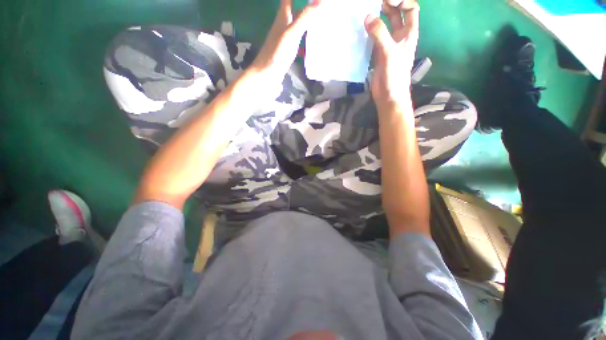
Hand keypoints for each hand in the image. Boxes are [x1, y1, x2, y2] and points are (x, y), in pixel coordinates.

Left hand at [251, 0, 319, 81]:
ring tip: (320, 21)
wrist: (267, 75)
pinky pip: (298, 40)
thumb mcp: (291, 34)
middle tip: (320, 8)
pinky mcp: (286, 51)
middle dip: (305, 6)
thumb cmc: (277, 54)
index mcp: (282, 17)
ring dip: (306, 22)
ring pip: (296, 25)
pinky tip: (312, 43)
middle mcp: (283, 26)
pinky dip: (305, 38)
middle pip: (294, 10)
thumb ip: (304, 18)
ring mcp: (284, 39)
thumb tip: (321, 1)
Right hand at [365, 1, 419, 109]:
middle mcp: (400, 36)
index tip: (387, 0)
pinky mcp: (379, 54)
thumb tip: (367, 16)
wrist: (389, 94)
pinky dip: (370, 32)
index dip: (402, 1)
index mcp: (409, 33)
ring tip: (367, 11)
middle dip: (389, 5)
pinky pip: (375, 38)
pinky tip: (362, 29)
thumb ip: (379, 34)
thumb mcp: (389, 52)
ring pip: (385, 26)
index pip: (410, 9)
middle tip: (375, 2)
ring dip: (378, 18)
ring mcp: (389, 45)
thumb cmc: (394, 74)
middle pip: (397, 14)